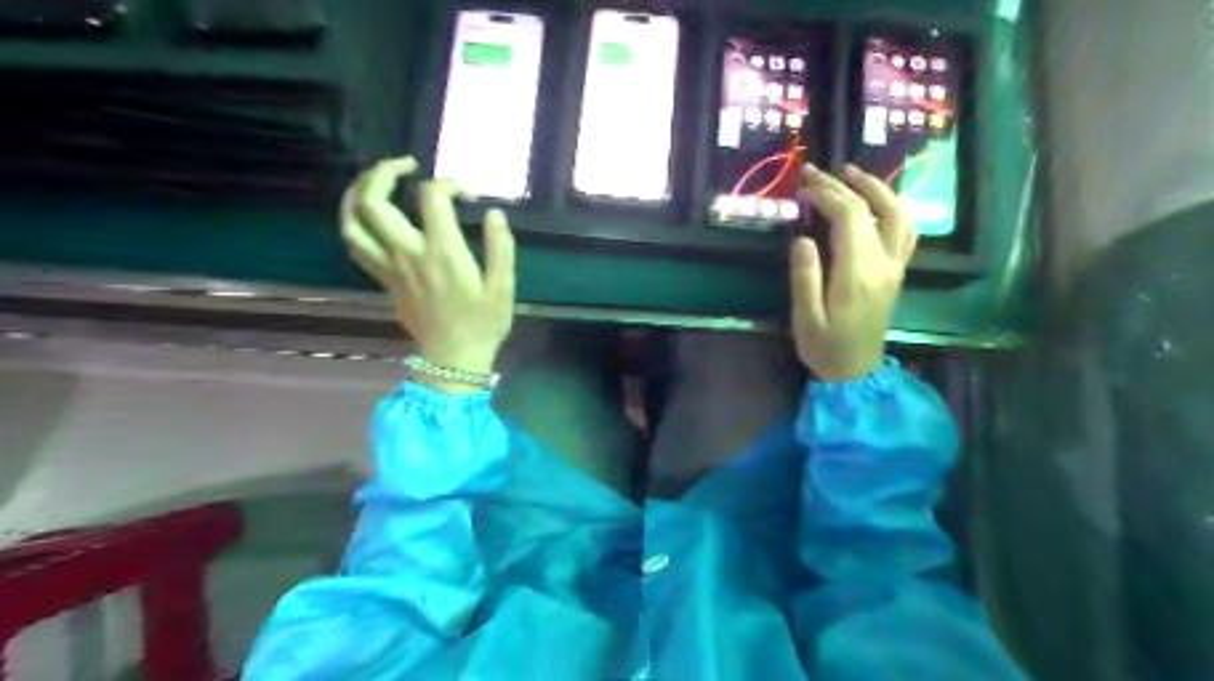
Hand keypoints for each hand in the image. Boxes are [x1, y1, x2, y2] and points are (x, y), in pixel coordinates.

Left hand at [337, 157, 514, 391]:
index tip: (468, 196)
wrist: (453, 359)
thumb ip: (501, 247)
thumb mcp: (503, 287)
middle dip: (385, 171)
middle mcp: (408, 254)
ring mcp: (390, 267)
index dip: (449, 184)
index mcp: (442, 252)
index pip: (432, 197)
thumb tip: (494, 212)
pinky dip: (355, 221)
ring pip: (353, 221)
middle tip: (407, 164)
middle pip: (375, 201)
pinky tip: (370, 214)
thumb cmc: (483, 324)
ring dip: (358, 192)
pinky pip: (355, 244)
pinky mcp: (384, 280)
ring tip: (375, 179)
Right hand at [792, 162, 916, 379]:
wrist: (856, 374)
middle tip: (815, 172)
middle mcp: (884, 264)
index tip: (802, 187)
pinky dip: (892, 208)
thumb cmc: (825, 348)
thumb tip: (803, 239)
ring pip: (899, 215)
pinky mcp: (896, 273)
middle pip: (872, 209)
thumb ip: (805, 277)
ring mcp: (895, 268)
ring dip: (877, 188)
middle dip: (843, 185)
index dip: (827, 195)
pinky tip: (876, 202)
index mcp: (858, 274)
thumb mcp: (805, 318)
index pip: (850, 217)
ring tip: (852, 174)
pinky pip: (905, 231)